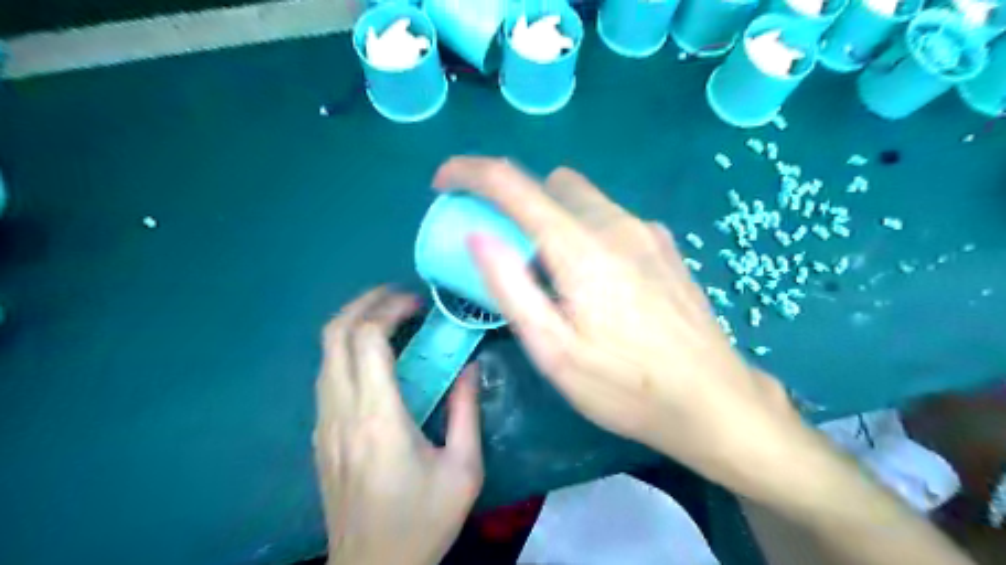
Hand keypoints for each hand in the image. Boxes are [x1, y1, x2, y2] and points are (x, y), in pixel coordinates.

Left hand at [314, 289, 484, 564]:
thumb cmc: (423, 520)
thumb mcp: (463, 469)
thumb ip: (466, 411)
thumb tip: (470, 367)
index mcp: (378, 417)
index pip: (366, 339)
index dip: (389, 309)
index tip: (418, 303)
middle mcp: (341, 412)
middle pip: (334, 334)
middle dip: (364, 303)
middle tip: (399, 297)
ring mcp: (323, 423)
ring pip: (325, 353)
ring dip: (354, 324)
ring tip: (390, 319)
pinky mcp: (320, 435)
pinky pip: (326, 375)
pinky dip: (347, 349)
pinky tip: (376, 359)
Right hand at [433, 155, 802, 493]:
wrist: (713, 400)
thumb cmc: (625, 386)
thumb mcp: (553, 350)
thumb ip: (511, 287)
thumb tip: (477, 236)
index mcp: (580, 247)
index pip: (511, 183)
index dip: (469, 173)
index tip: (443, 183)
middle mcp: (615, 223)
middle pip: (550, 183)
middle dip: (516, 200)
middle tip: (503, 244)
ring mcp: (647, 231)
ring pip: (583, 199)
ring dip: (552, 217)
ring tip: (550, 271)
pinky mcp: (665, 246)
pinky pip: (611, 219)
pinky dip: (585, 230)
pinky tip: (596, 279)